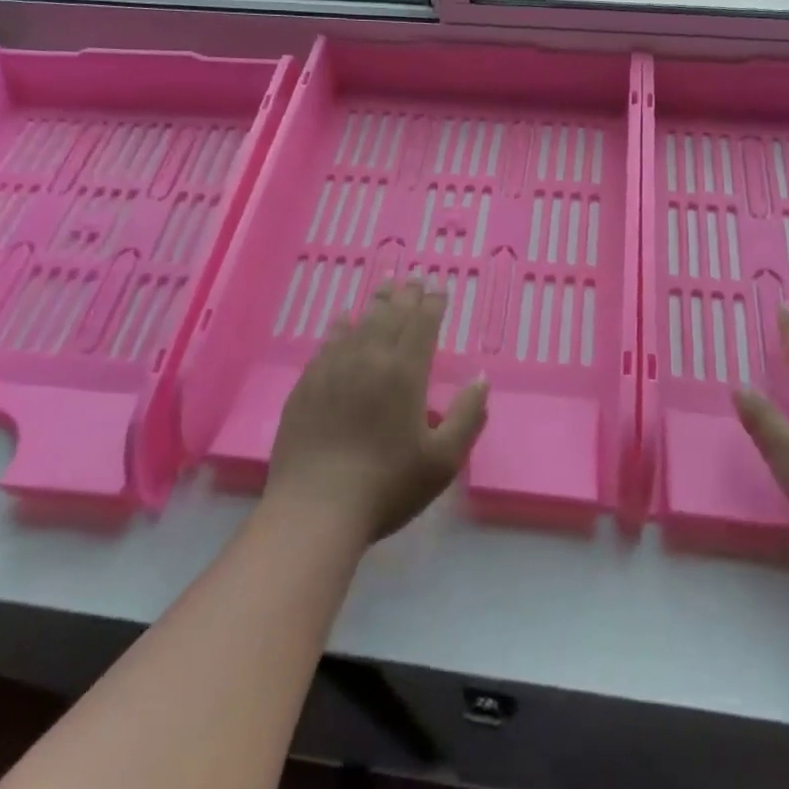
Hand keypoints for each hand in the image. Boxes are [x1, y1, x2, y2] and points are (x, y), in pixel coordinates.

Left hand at [264, 282, 489, 544]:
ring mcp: (333, 369)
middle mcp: (369, 359)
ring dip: (376, 304)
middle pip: (390, 316)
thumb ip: (468, 416)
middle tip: (414, 280)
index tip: (439, 288)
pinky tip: (343, 320)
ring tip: (385, 288)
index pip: (422, 325)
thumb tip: (481, 378)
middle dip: (406, 296)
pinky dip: (341, 326)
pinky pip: (328, 343)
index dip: (432, 304)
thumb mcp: (443, 460)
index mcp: (405, 373)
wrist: (315, 509)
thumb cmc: (388, 485)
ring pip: (359, 324)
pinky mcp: (307, 385)